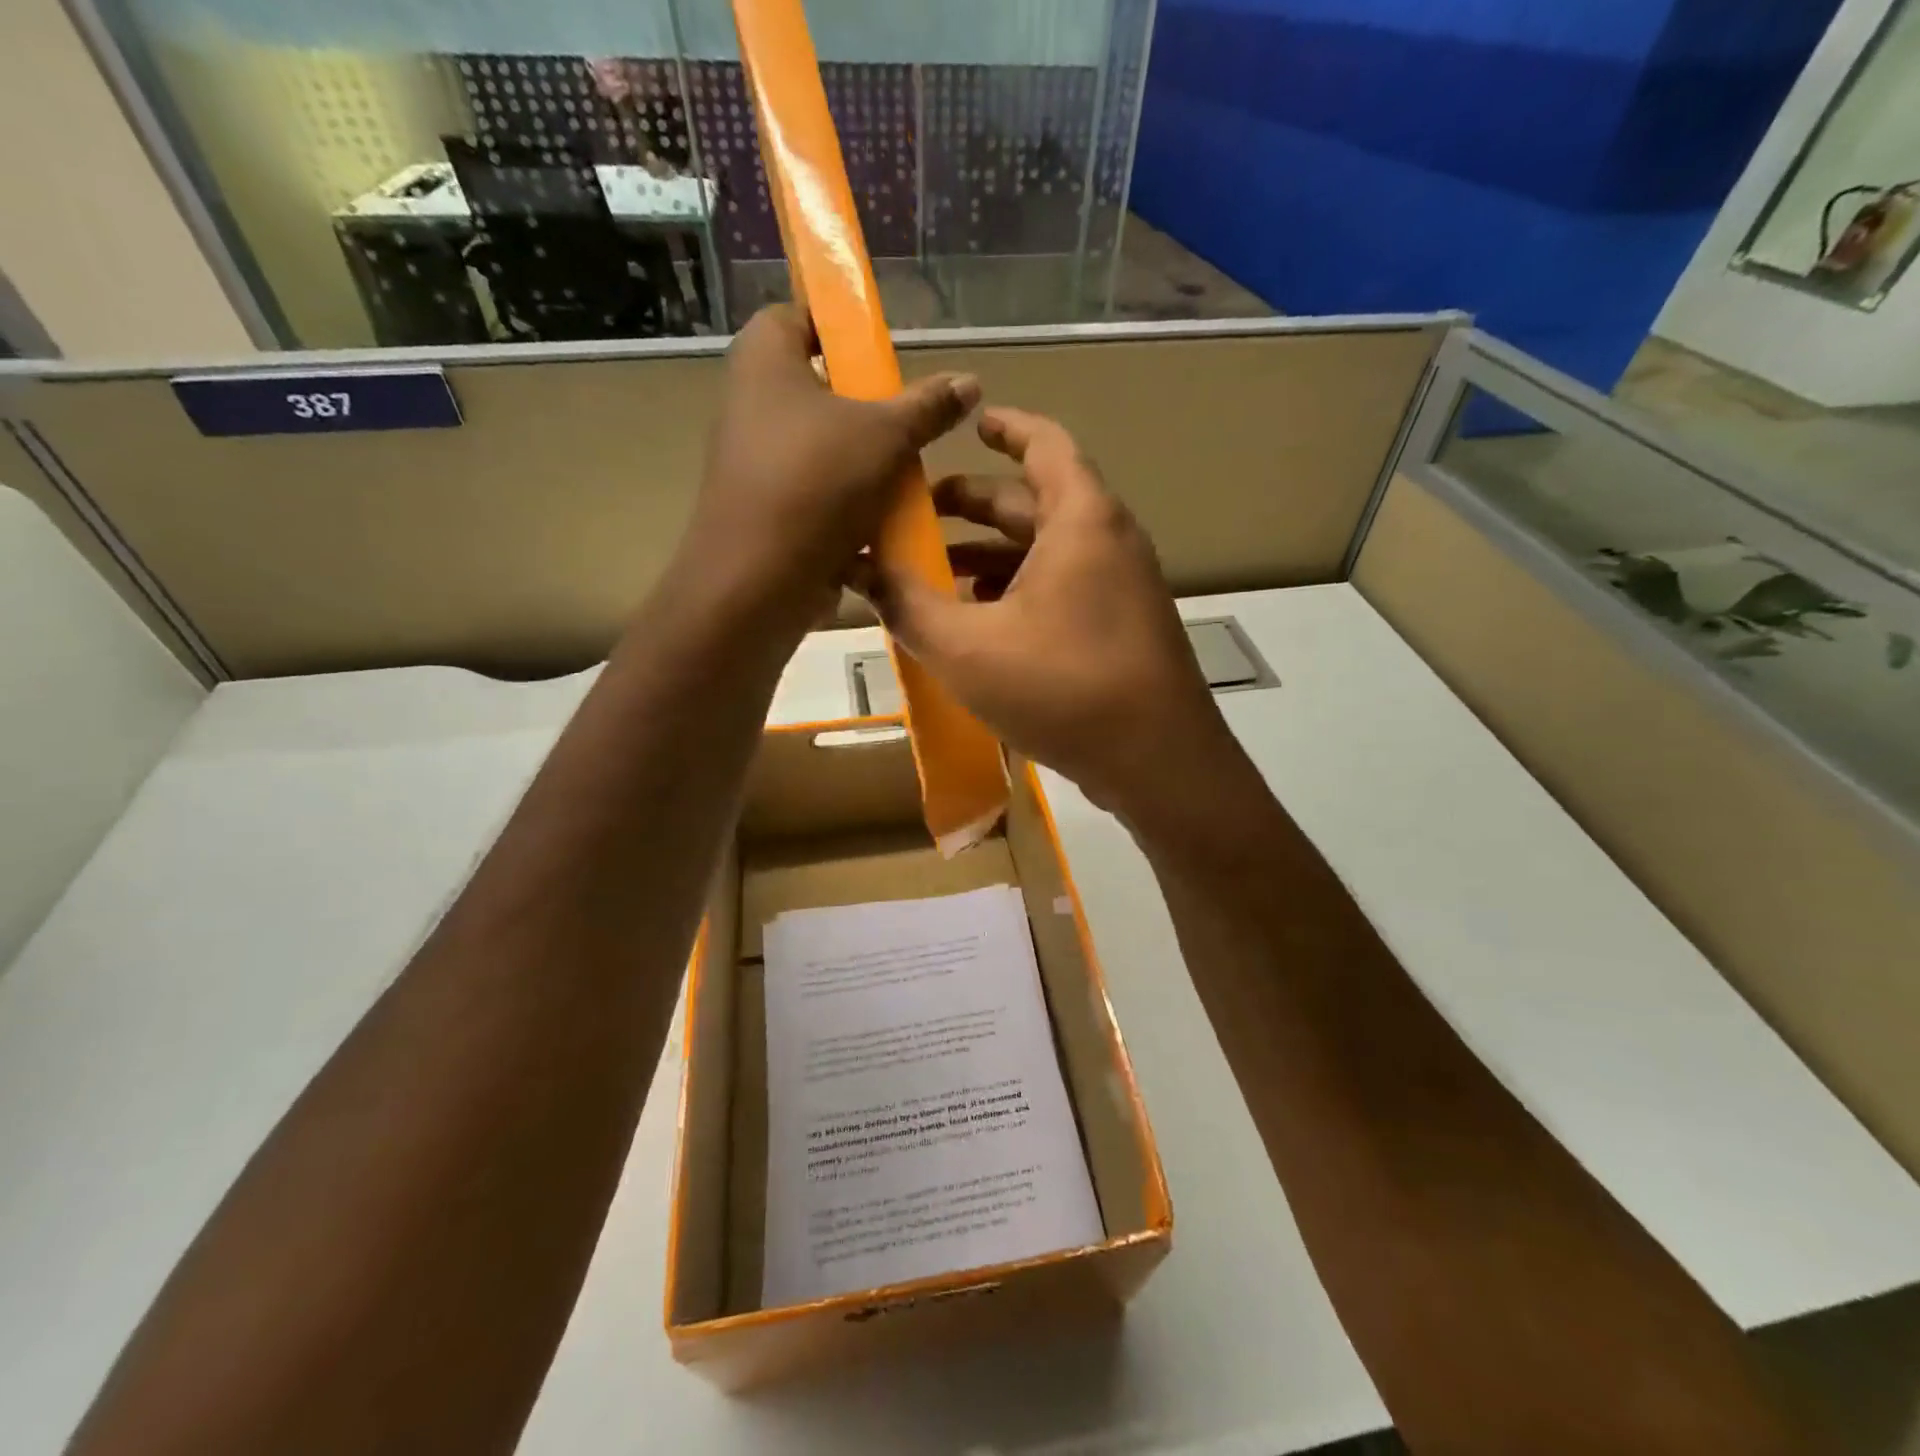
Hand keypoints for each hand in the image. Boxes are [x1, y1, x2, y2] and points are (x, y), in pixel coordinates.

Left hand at [682, 305, 978, 630]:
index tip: (884, 354)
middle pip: (819, 388)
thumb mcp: (887, 435)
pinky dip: (848, 503)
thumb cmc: (817, 484)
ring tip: (908, 476)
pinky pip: (817, 493)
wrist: (759, 581)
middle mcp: (750, 403)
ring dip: (865, 462)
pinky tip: (887, 519)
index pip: (799, 315)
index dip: (842, 327)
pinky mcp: (767, 510)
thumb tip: (969, 381)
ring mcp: (755, 461)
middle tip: (908, 421)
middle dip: (867, 407)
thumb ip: (928, 406)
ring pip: (823, 448)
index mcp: (765, 360)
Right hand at [854, 407, 1251, 834]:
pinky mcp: (1119, 629)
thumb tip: (856, 568)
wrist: (1159, 764)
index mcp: (1080, 520)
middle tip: (917, 514)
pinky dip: (1017, 592)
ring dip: (990, 557)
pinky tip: (979, 625)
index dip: (1004, 427)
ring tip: (935, 574)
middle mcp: (1107, 542)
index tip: (966, 422)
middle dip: (973, 505)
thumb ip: (907, 604)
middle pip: (1034, 502)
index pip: (1044, 444)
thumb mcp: (967, 647)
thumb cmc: (1064, 688)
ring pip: (1045, 552)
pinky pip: (1061, 590)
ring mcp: (1120, 588)